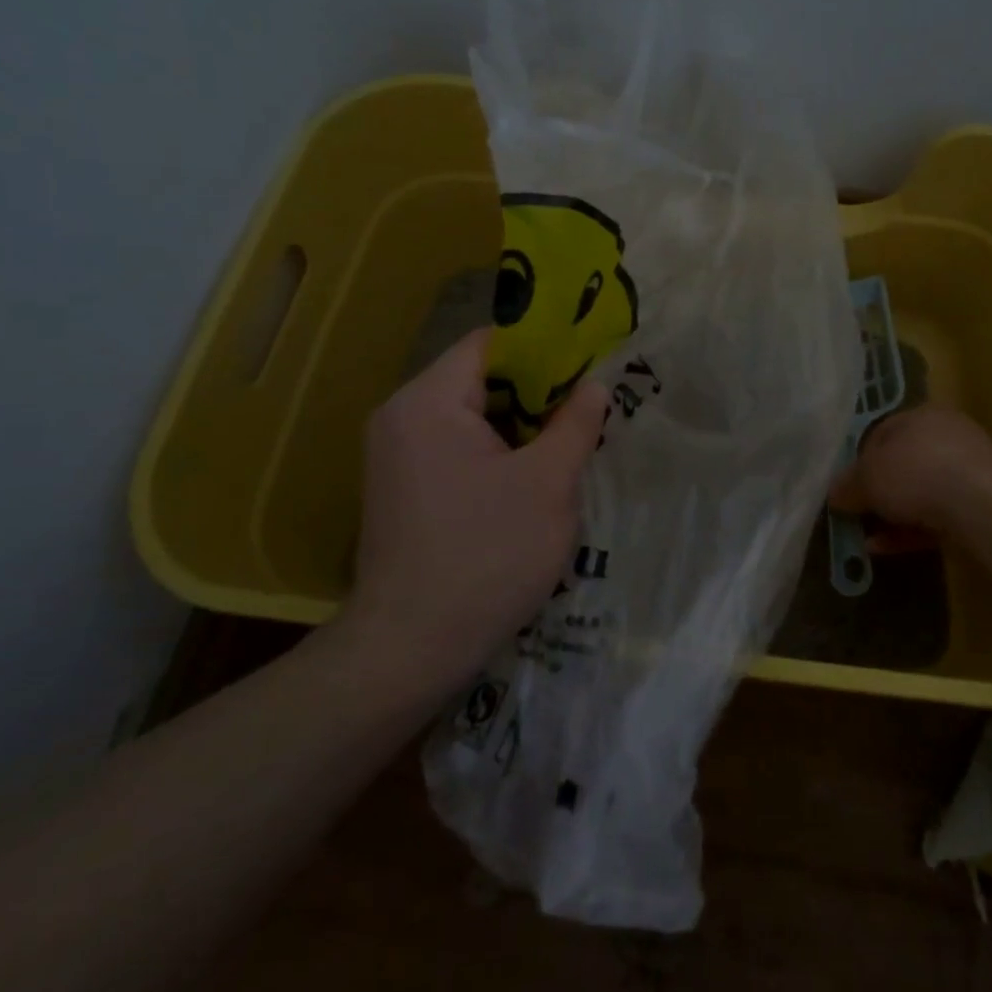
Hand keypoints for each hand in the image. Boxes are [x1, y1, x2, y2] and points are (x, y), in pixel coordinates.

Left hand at [336, 328, 609, 700]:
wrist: (412, 648)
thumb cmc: (487, 556)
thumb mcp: (549, 484)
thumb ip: (576, 424)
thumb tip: (595, 384)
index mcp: (428, 401)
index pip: (490, 343)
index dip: (544, 348)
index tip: (589, 366)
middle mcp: (402, 416)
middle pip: (480, 378)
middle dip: (537, 393)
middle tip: (588, 410)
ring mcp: (397, 454)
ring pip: (472, 416)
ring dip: (520, 427)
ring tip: (568, 445)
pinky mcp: (403, 487)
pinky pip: (457, 448)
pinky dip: (497, 453)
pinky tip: (531, 480)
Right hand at [828, 405, 991, 533]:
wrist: (982, 505)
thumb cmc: (915, 473)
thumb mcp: (867, 477)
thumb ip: (848, 485)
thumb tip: (834, 494)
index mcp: (921, 415)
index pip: (881, 433)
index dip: (859, 461)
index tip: (846, 488)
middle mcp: (947, 436)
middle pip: (903, 464)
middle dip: (879, 491)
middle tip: (857, 513)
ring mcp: (968, 472)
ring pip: (922, 493)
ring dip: (894, 515)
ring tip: (867, 538)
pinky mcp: (981, 505)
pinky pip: (937, 517)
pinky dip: (912, 531)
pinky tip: (888, 548)